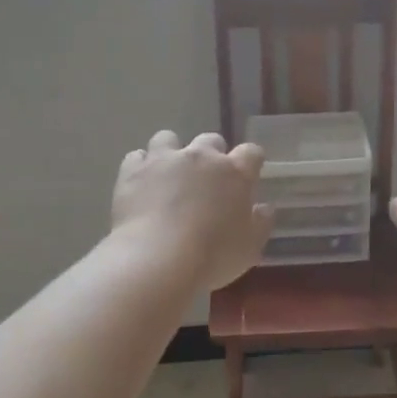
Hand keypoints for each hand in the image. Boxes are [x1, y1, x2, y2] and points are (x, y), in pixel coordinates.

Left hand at [111, 131, 274, 289]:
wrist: (157, 259)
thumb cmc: (212, 256)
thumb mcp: (249, 248)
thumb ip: (260, 223)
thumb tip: (264, 208)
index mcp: (235, 173)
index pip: (251, 152)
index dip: (251, 161)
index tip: (249, 174)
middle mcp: (201, 157)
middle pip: (210, 140)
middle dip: (211, 155)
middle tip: (207, 180)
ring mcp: (164, 160)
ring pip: (168, 138)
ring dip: (171, 153)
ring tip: (168, 176)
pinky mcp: (133, 170)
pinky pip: (137, 157)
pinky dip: (141, 168)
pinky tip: (141, 185)